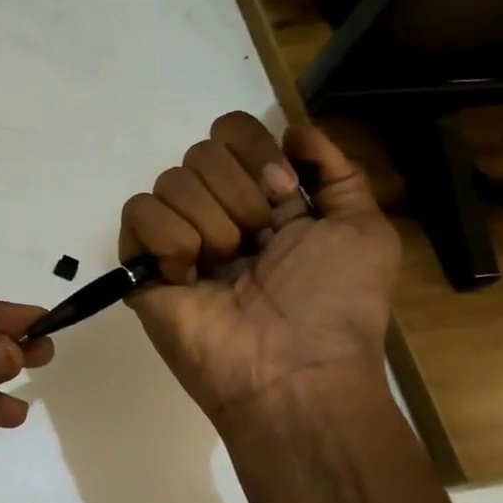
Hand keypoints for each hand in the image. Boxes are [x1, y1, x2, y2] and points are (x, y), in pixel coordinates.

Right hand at [120, 113, 398, 431]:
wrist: (293, 372)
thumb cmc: (334, 304)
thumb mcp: (364, 230)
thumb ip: (337, 171)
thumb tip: (294, 130)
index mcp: (262, 197)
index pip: (232, 131)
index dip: (255, 152)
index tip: (283, 195)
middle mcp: (216, 209)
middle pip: (201, 151)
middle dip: (239, 196)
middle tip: (257, 245)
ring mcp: (176, 237)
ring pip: (171, 181)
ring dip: (210, 226)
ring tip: (225, 271)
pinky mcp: (141, 264)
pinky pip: (138, 213)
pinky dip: (169, 242)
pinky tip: (189, 278)